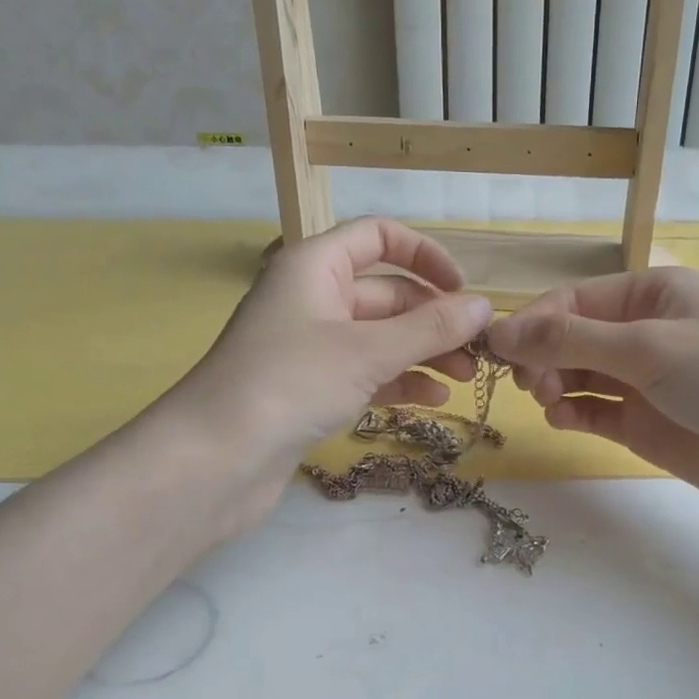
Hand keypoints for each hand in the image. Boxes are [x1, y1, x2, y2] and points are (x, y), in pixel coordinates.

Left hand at [158, 218, 492, 529]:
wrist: (213, 460)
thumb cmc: (290, 384)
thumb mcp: (368, 351)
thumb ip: (430, 328)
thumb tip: (484, 306)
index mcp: (315, 266)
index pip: (379, 237)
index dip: (426, 256)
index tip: (463, 291)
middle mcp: (313, 298)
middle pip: (387, 294)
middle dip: (435, 319)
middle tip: (479, 352)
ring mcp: (311, 346)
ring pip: (381, 337)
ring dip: (424, 353)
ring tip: (465, 379)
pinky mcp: (311, 389)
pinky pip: (366, 373)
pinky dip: (399, 382)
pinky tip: (432, 401)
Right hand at [485, 267, 698, 524]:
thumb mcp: (646, 346)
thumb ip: (570, 339)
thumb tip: (499, 331)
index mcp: (651, 294)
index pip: (574, 299)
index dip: (534, 321)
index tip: (498, 350)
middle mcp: (644, 331)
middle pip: (571, 336)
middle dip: (543, 355)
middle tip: (530, 383)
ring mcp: (643, 380)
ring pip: (577, 374)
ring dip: (554, 383)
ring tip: (549, 400)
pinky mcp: (643, 423)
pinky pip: (593, 410)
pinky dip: (572, 412)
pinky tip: (563, 418)